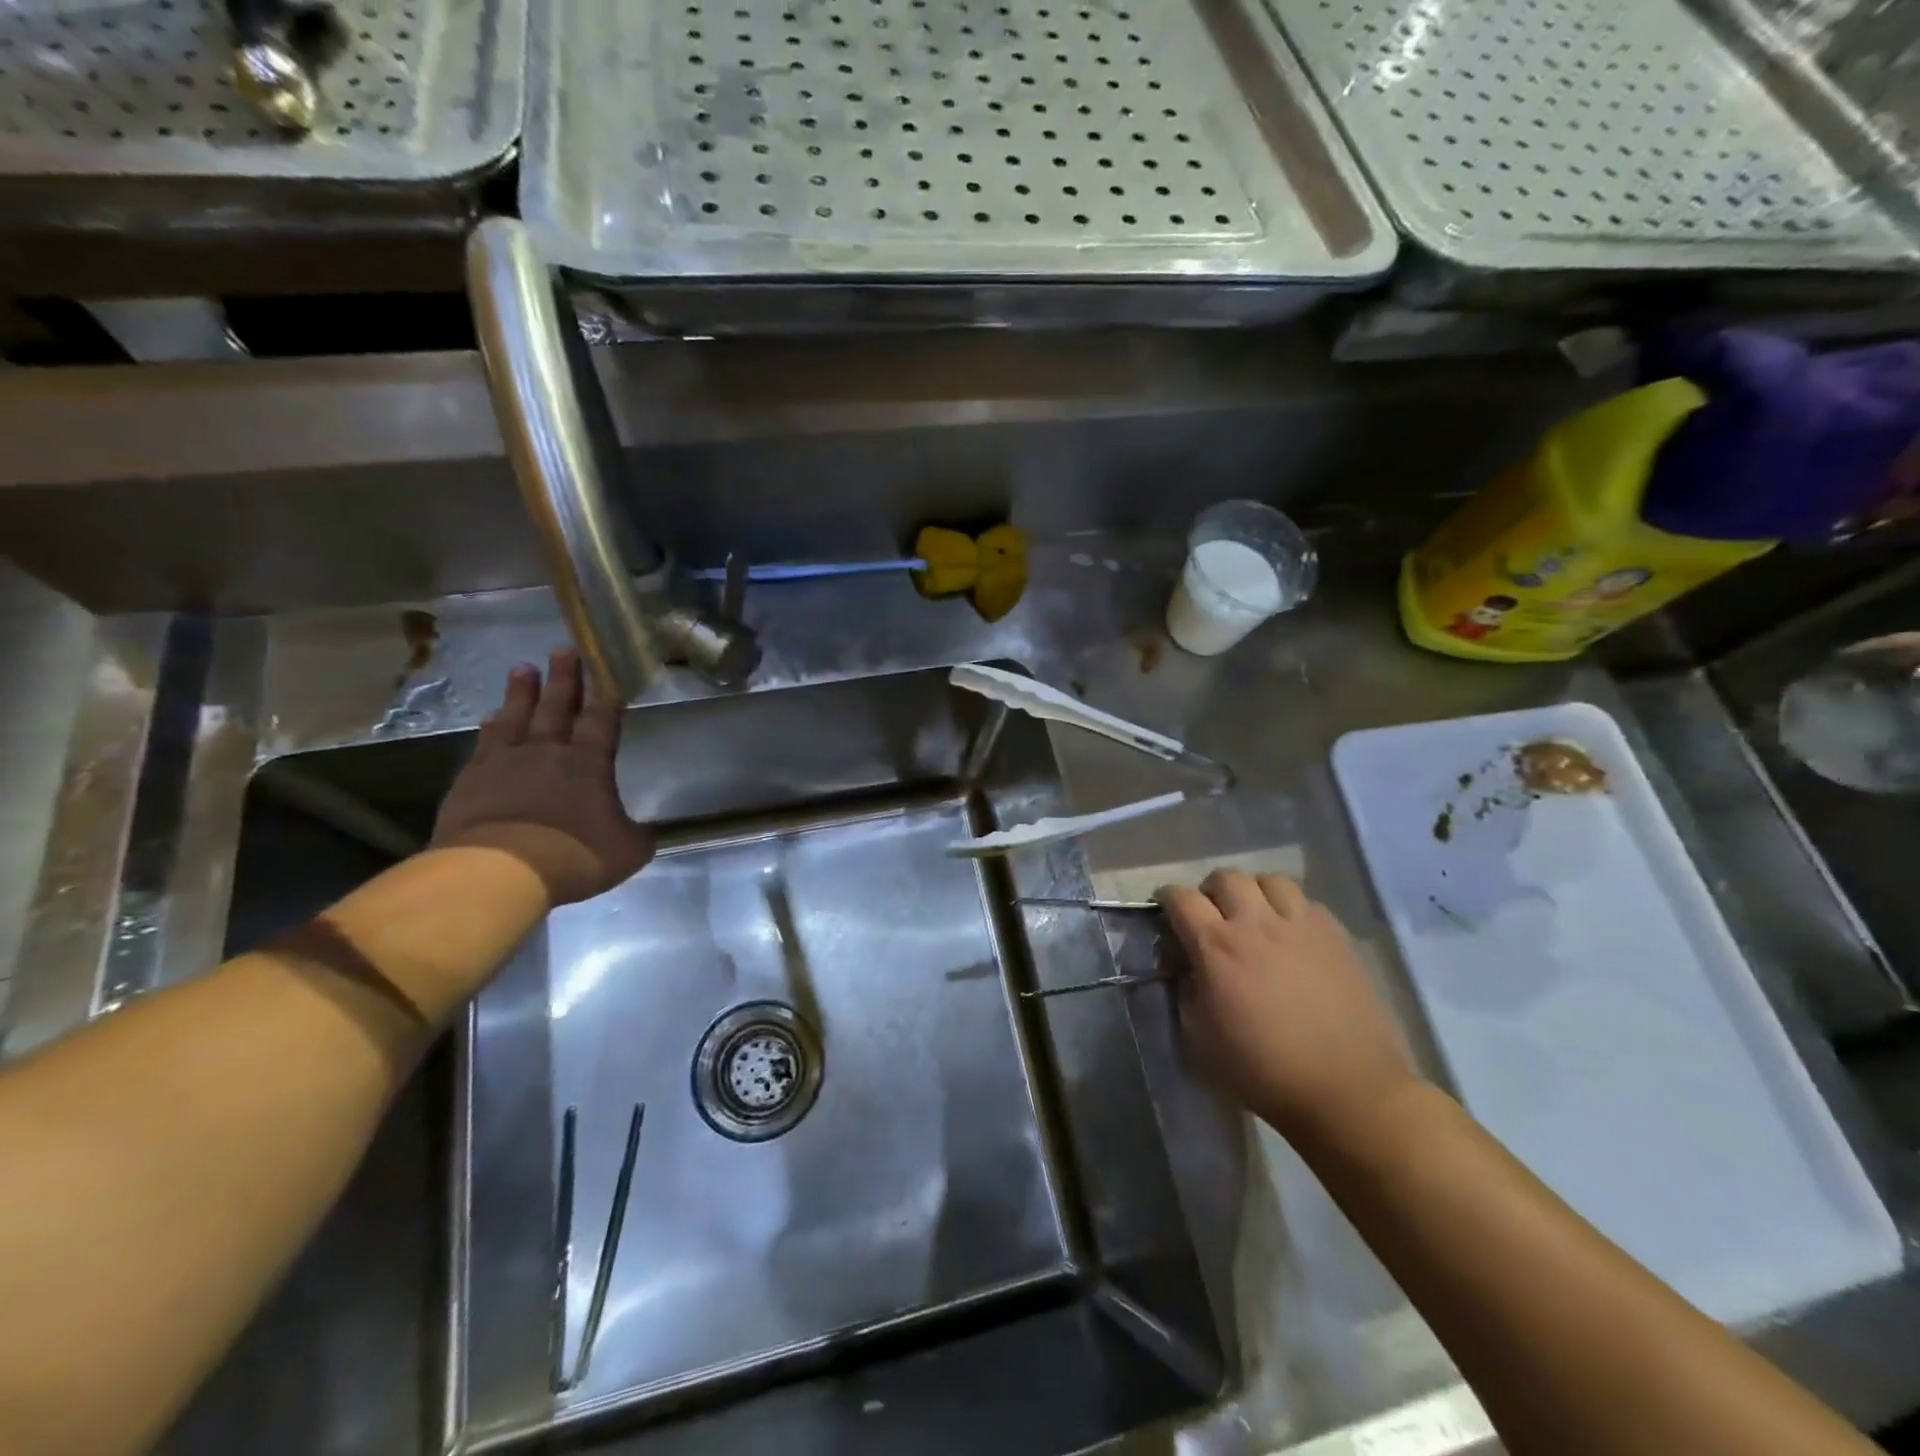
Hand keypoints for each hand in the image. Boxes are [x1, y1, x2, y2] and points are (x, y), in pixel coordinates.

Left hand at [430, 650, 654, 905]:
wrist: (499, 870)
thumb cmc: (574, 856)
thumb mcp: (626, 851)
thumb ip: (637, 835)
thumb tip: (645, 831)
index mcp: (589, 764)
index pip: (601, 721)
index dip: (605, 696)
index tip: (605, 672)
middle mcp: (548, 753)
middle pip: (557, 707)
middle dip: (563, 678)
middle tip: (563, 650)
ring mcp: (505, 763)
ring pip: (516, 717)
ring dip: (521, 693)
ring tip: (522, 668)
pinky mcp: (471, 780)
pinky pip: (484, 744)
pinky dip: (490, 727)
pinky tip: (490, 718)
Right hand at [1158, 870, 1423, 1152]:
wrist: (1347, 1090)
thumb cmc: (1263, 1070)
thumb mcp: (1199, 1039)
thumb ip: (1185, 992)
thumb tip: (1185, 968)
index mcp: (1217, 947)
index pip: (1180, 898)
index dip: (1166, 899)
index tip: (1164, 911)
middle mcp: (1256, 923)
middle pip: (1225, 878)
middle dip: (1210, 892)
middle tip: (1211, 917)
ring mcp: (1300, 925)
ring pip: (1268, 879)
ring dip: (1253, 892)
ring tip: (1254, 916)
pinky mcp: (1335, 935)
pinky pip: (1305, 900)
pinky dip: (1289, 907)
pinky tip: (1290, 934)